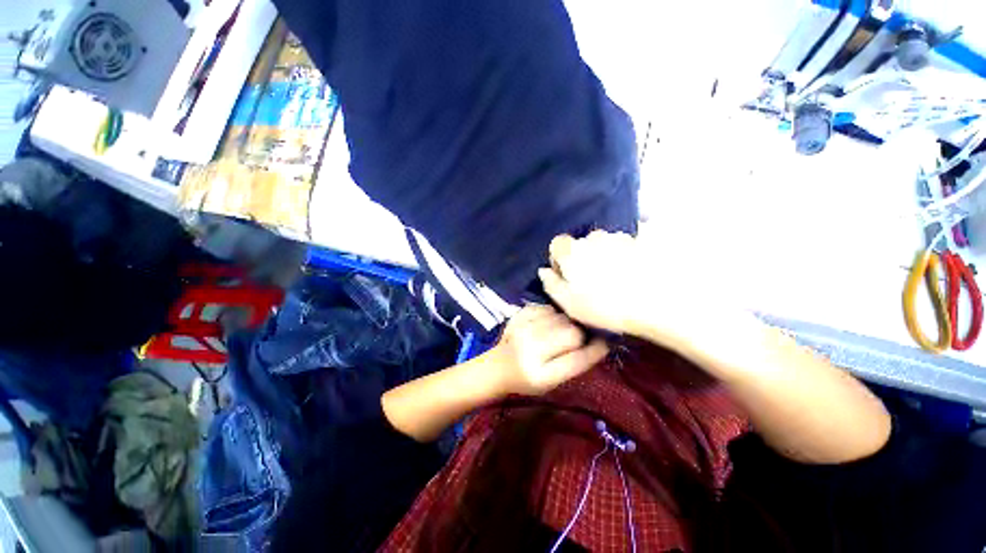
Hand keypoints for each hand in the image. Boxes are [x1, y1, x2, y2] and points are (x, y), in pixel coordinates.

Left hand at [492, 304, 608, 395]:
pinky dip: (552, 314)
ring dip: (566, 323)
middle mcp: (530, 350)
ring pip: (561, 317)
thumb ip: (573, 365)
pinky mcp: (518, 316)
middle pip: (571, 333)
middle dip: (580, 335)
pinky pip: (547, 308)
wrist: (497, 367)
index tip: (606, 343)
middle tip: (577, 338)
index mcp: (541, 375)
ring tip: (559, 331)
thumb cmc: (526, 380)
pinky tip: (547, 323)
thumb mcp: (551, 383)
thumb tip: (598, 342)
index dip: (596, 351)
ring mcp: (522, 330)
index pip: (577, 360)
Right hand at [538, 231, 727, 353]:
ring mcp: (620, 236)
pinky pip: (629, 242)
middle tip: (596, 281)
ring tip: (620, 278)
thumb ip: (551, 284)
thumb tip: (544, 271)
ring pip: (605, 243)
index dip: (559, 259)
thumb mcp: (569, 303)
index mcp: (572, 251)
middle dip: (584, 258)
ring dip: (606, 255)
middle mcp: (594, 237)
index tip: (567, 276)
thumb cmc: (606, 307)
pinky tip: (637, 270)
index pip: (557, 244)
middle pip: (582, 244)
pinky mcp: (643, 238)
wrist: (658, 303)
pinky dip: (629, 252)